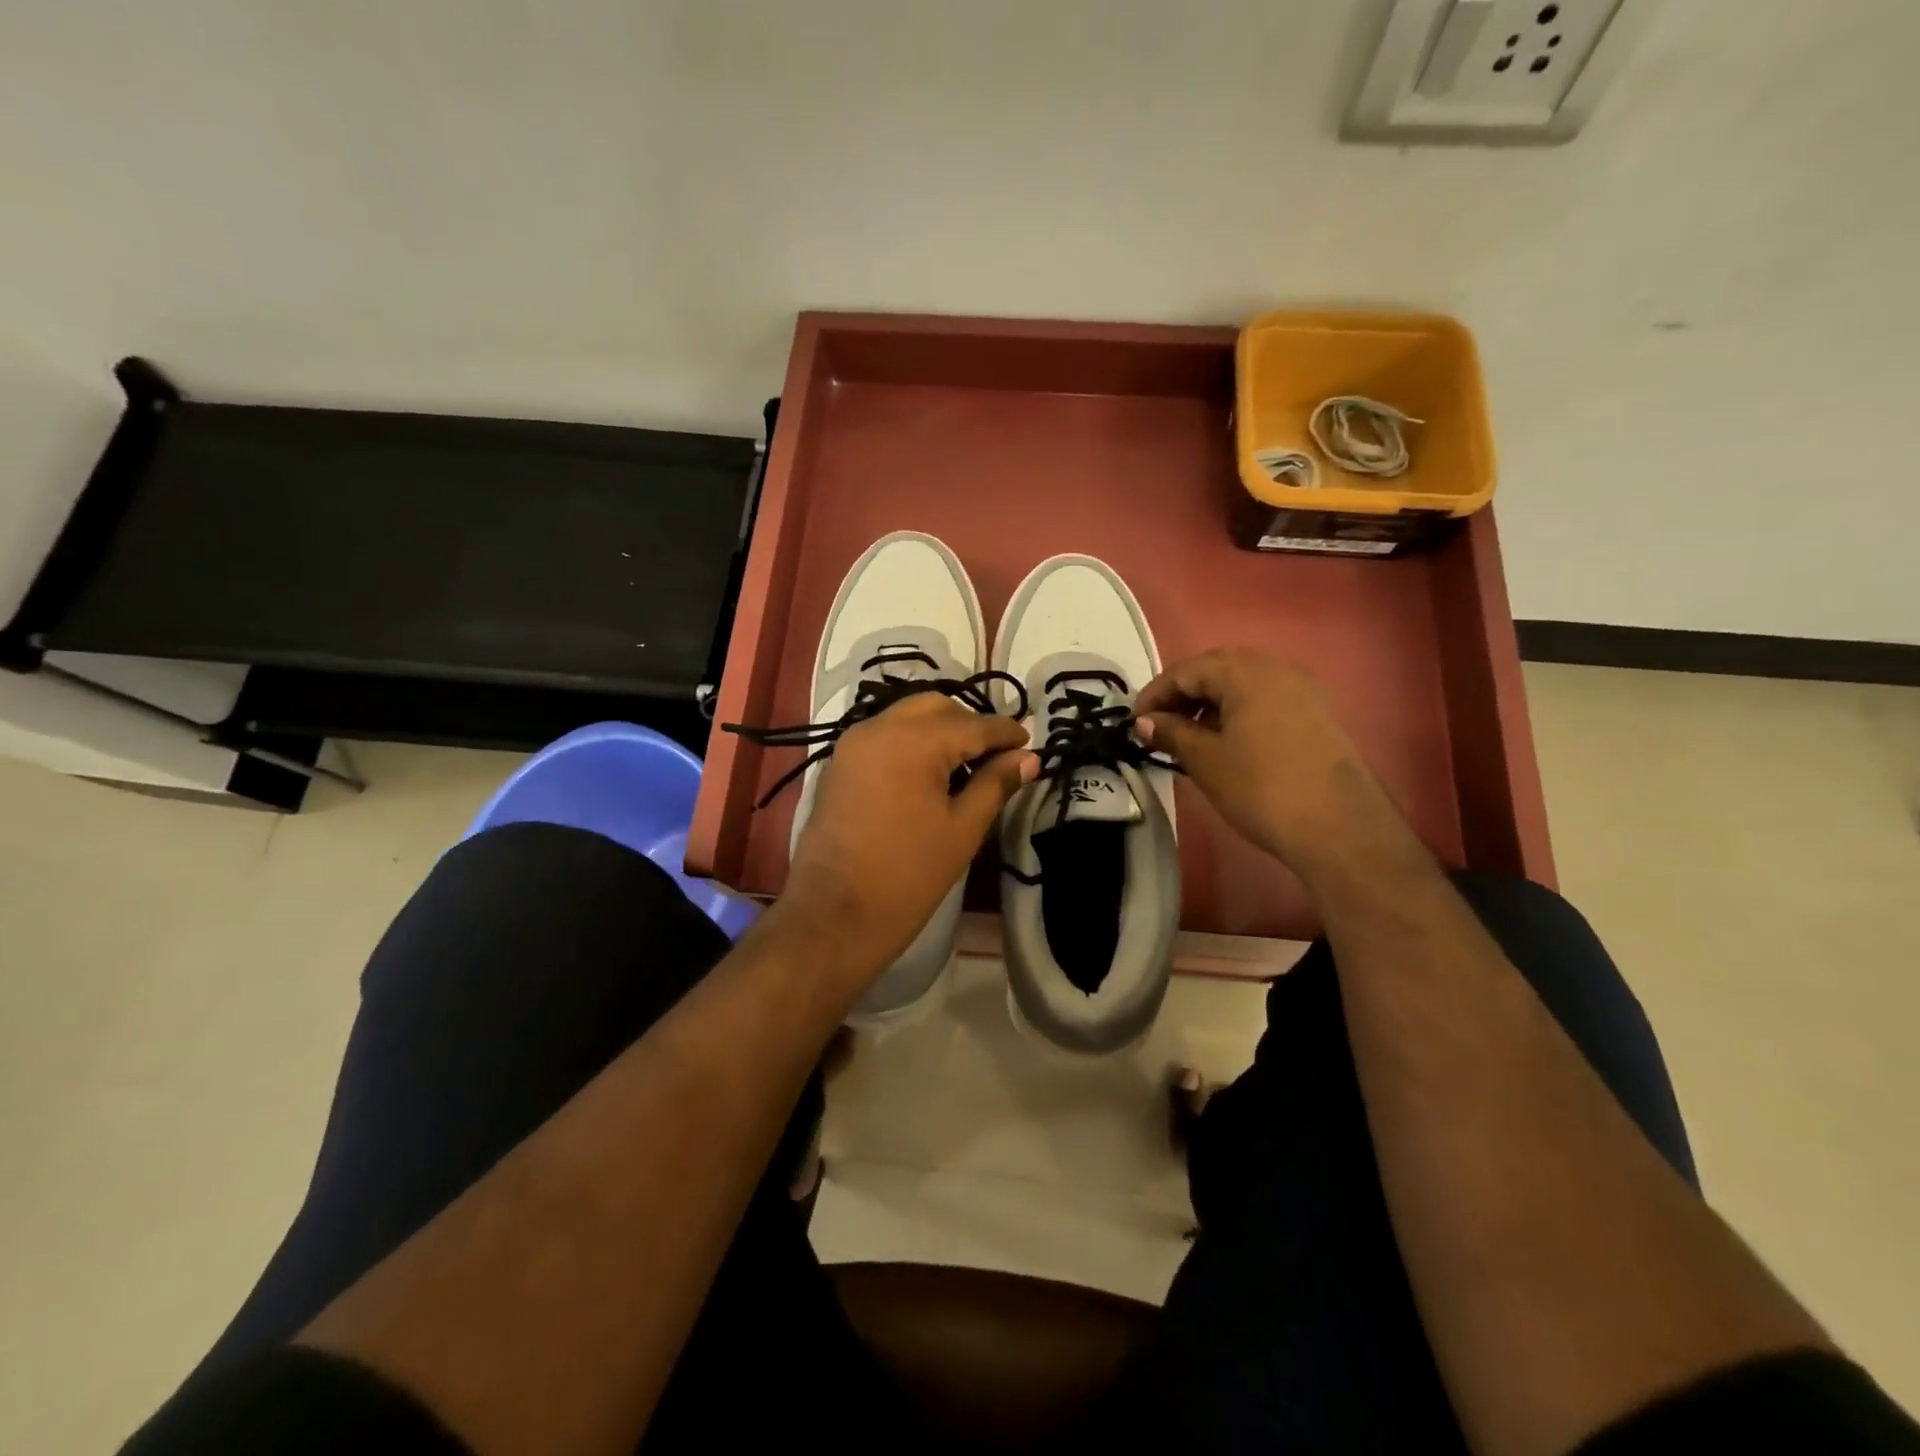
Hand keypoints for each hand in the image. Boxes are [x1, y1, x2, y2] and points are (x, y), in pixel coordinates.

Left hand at [777, 693, 1037, 989]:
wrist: (833, 916)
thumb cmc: (907, 876)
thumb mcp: (963, 830)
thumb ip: (995, 784)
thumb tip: (1028, 758)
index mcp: (914, 740)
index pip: (974, 724)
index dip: (1006, 733)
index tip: (1031, 744)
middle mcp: (880, 727)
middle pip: (937, 707)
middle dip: (971, 724)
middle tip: (998, 757)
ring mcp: (854, 743)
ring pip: (907, 716)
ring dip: (940, 730)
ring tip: (966, 766)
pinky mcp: (840, 763)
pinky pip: (885, 735)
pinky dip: (912, 741)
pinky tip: (931, 773)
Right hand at [1135, 647, 1417, 884]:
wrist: (1339, 828)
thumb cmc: (1261, 788)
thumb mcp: (1206, 760)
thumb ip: (1172, 733)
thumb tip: (1145, 722)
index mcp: (1246, 673)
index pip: (1187, 670)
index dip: (1156, 693)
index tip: (1134, 722)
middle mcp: (1276, 669)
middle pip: (1217, 669)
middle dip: (1183, 693)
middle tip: (1160, 724)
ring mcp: (1301, 691)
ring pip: (1242, 684)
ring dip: (1209, 703)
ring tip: (1188, 736)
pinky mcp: (1315, 715)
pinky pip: (1264, 699)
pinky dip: (1236, 712)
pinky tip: (1225, 742)